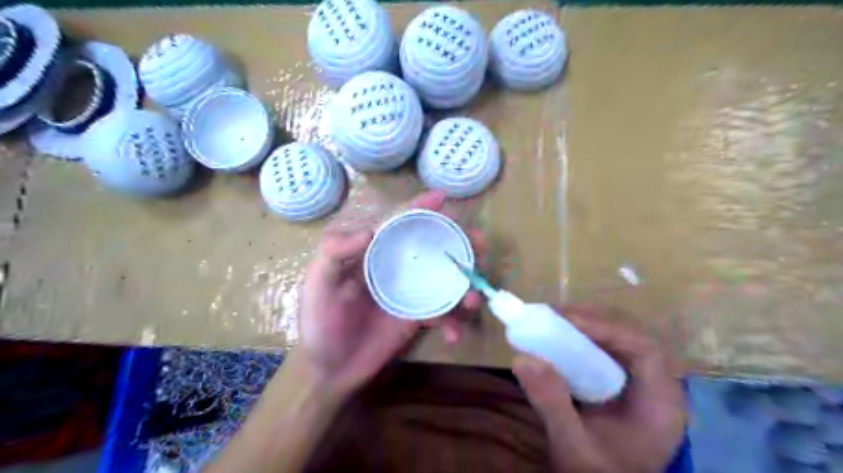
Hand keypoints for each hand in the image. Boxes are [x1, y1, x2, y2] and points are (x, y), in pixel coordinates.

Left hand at [295, 191, 479, 395]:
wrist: (331, 371)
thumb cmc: (319, 325)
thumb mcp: (316, 286)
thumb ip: (334, 255)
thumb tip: (371, 231)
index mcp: (372, 253)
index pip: (397, 223)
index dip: (419, 207)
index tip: (442, 197)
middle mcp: (395, 266)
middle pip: (431, 246)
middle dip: (459, 241)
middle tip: (478, 244)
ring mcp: (410, 291)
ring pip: (445, 277)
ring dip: (466, 283)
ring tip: (471, 299)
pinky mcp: (418, 316)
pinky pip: (442, 313)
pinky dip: (453, 322)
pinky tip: (454, 335)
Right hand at [514, 305, 684, 472]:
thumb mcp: (573, 446)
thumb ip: (551, 404)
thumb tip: (521, 358)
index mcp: (660, 404)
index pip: (645, 350)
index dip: (607, 329)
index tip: (567, 321)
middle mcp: (658, 387)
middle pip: (630, 339)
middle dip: (591, 322)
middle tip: (553, 316)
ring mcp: (642, 384)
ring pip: (618, 341)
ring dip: (586, 327)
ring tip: (552, 322)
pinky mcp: (624, 384)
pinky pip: (607, 351)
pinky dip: (582, 340)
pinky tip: (560, 340)